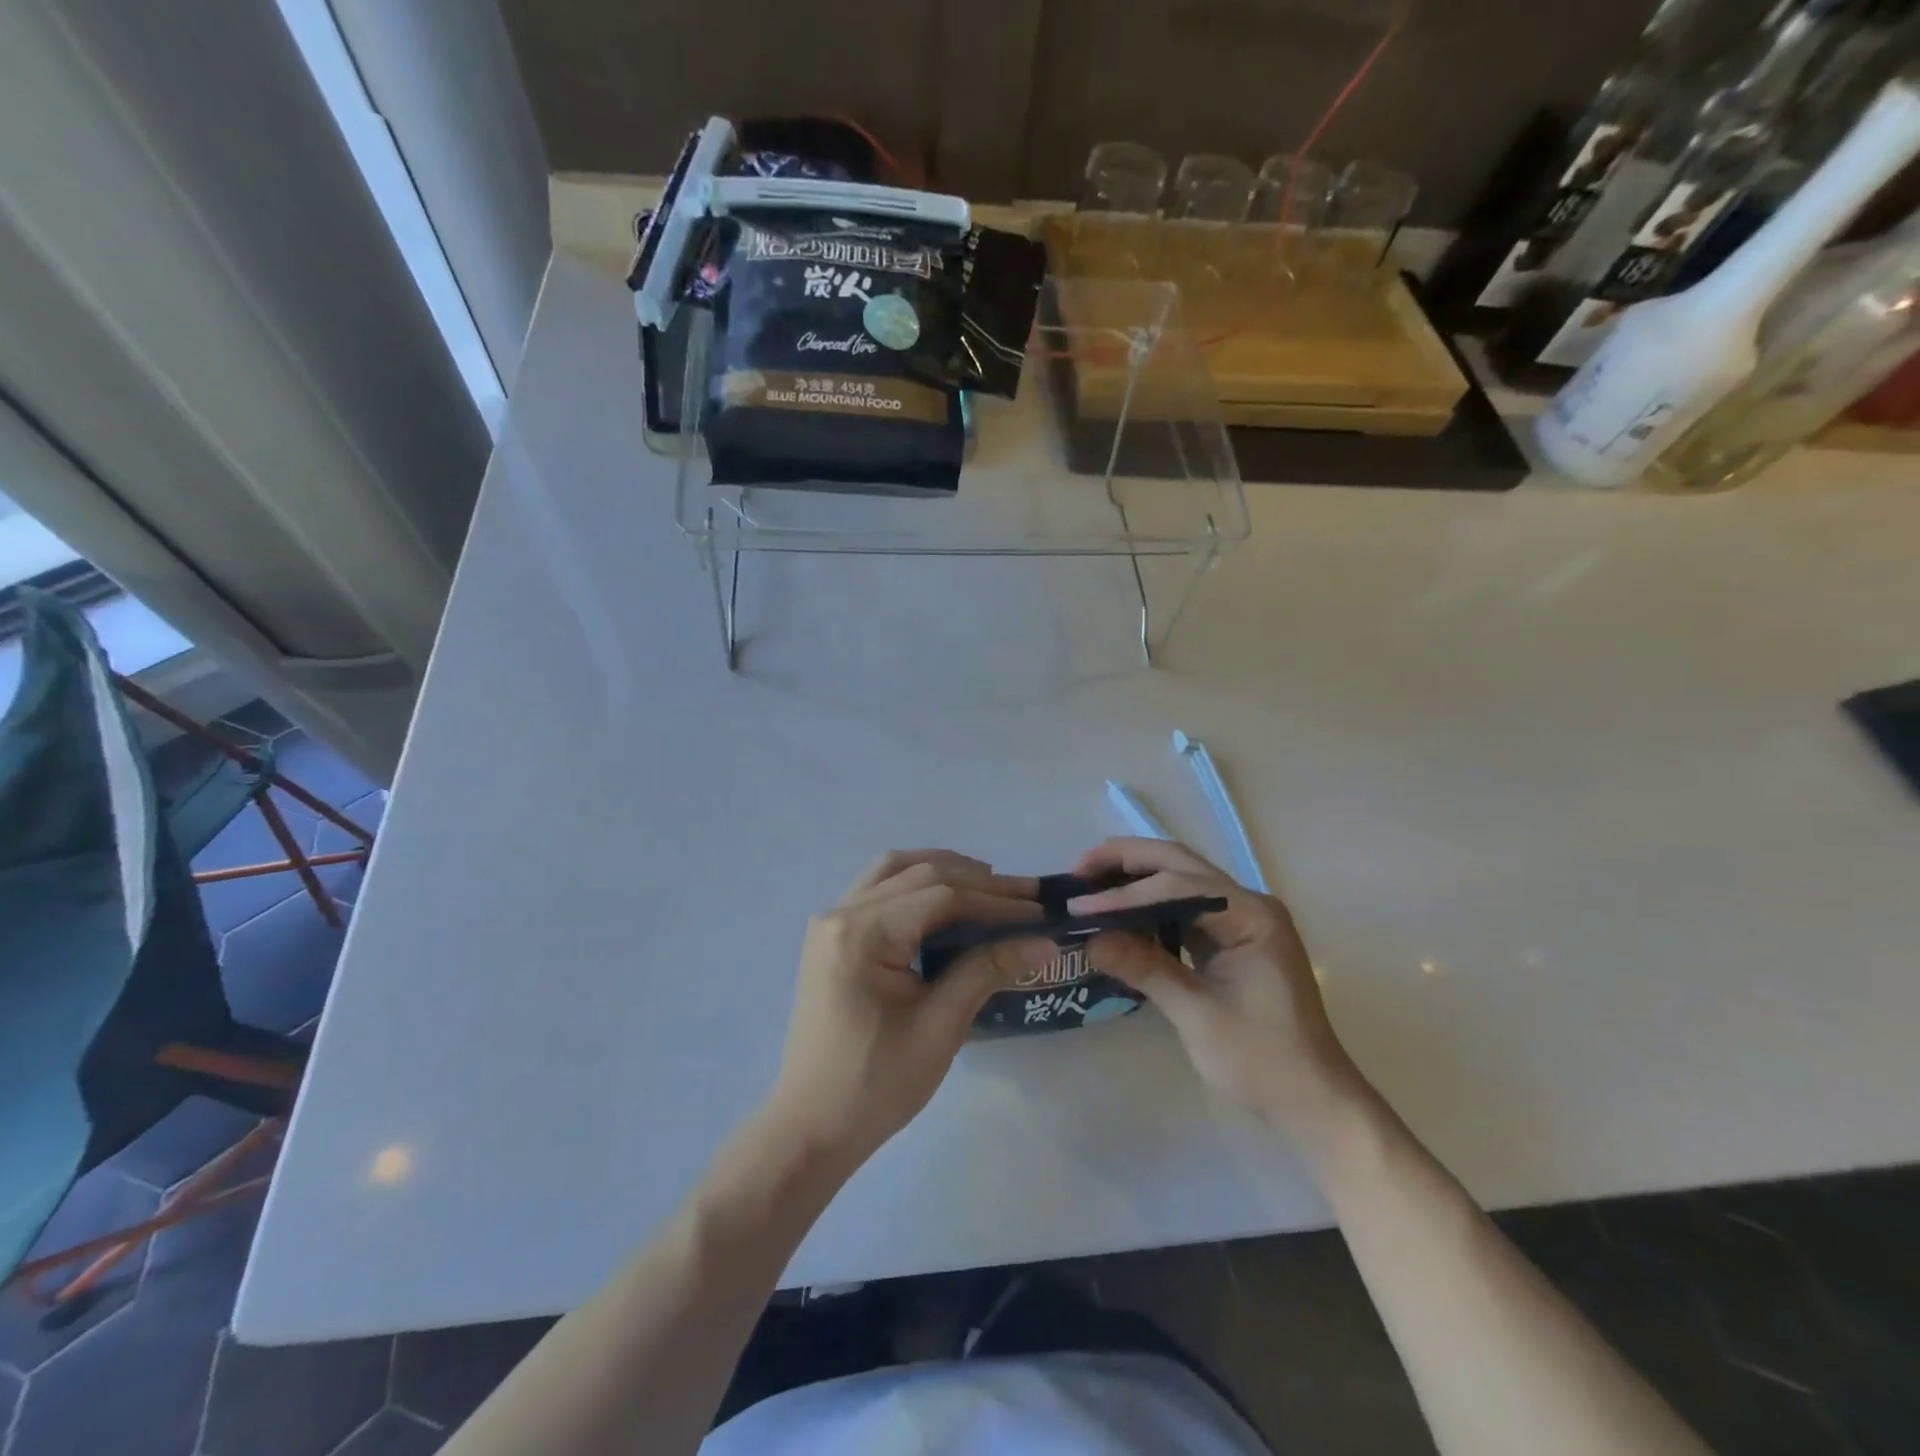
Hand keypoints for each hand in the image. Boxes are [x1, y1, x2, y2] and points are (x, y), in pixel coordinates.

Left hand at [769, 850, 1052, 1170]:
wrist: (812, 1125)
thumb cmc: (877, 1084)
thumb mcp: (940, 1028)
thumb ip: (987, 970)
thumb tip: (1044, 942)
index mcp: (862, 934)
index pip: (941, 896)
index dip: (996, 901)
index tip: (1040, 912)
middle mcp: (841, 912)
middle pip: (919, 873)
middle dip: (978, 881)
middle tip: (1027, 894)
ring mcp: (832, 920)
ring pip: (895, 869)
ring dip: (944, 870)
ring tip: (990, 887)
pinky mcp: (833, 934)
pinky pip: (879, 888)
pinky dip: (916, 883)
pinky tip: (946, 900)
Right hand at [1069, 838, 1365, 1137]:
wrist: (1312, 1100)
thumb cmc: (1262, 1060)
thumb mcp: (1198, 1015)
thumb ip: (1145, 968)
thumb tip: (1089, 938)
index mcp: (1250, 915)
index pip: (1178, 888)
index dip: (1125, 896)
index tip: (1079, 907)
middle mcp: (1248, 904)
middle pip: (1179, 864)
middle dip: (1126, 862)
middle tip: (1078, 871)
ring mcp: (1240, 919)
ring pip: (1179, 879)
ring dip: (1135, 877)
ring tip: (1089, 885)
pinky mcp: (1229, 938)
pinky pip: (1183, 906)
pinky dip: (1148, 904)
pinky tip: (1119, 912)